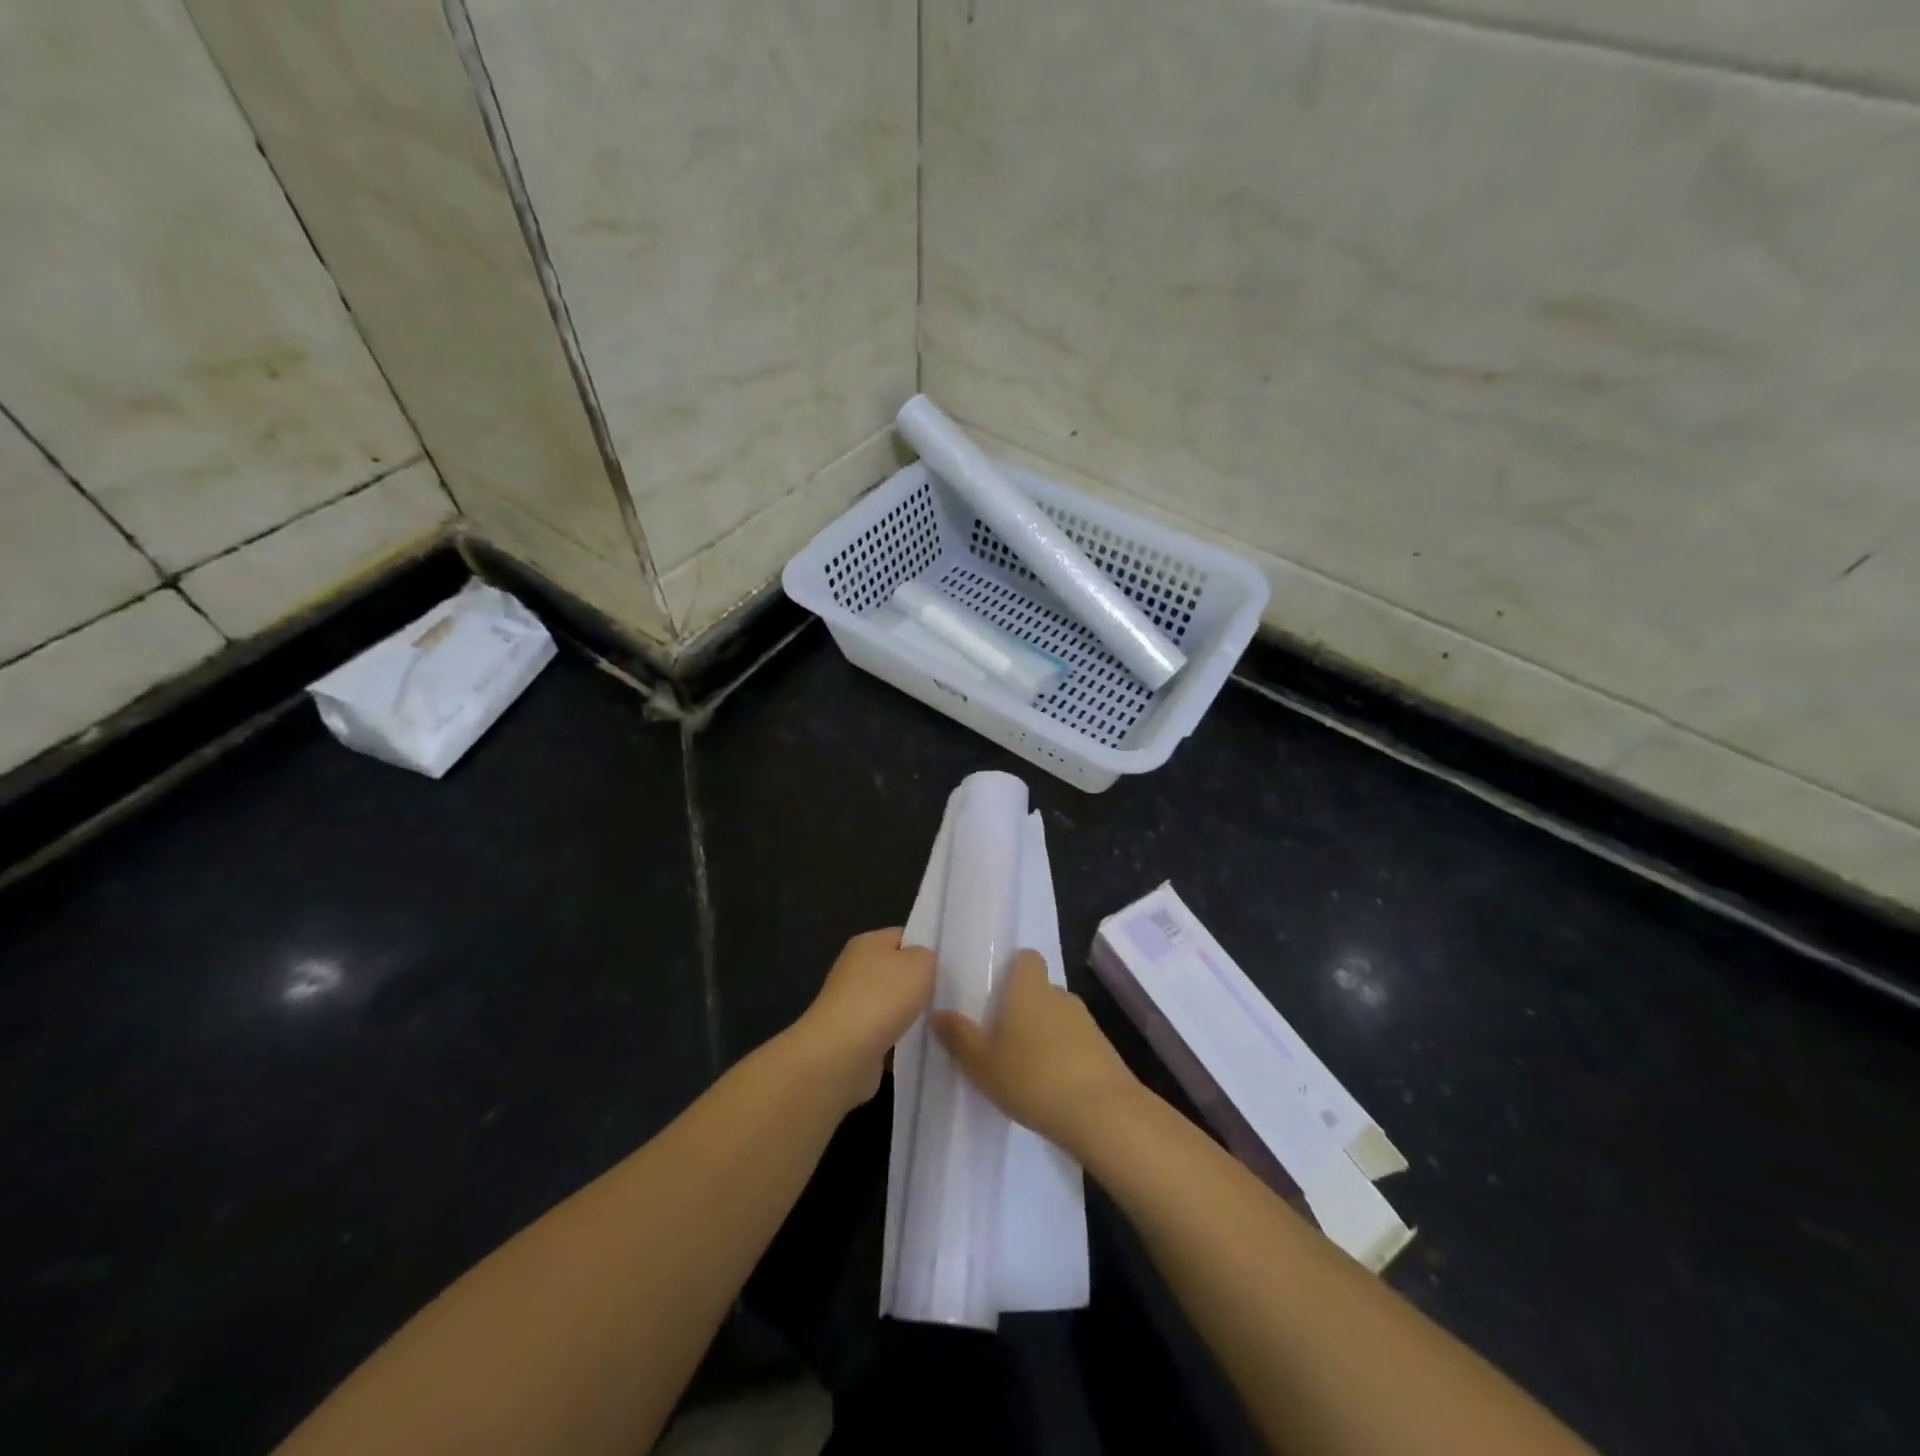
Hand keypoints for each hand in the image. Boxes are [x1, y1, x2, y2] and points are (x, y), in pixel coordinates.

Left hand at [796, 929, 935, 1110]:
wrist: (841, 1054)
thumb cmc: (882, 997)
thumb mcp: (920, 963)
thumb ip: (928, 957)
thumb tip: (922, 965)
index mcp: (868, 943)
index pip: (903, 937)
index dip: (926, 948)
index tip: (950, 968)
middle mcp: (856, 970)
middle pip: (898, 972)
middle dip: (921, 986)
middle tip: (950, 997)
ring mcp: (851, 1005)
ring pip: (893, 1006)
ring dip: (912, 1017)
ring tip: (941, 1025)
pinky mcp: (852, 1039)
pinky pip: (886, 1036)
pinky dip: (900, 1043)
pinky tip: (921, 1048)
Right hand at [932, 949, 1142, 1155]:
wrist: (1103, 1114)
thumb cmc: (1033, 1078)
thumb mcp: (982, 1063)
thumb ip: (958, 1036)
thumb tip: (937, 1012)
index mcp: (1029, 989)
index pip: (1027, 958)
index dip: (1014, 967)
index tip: (996, 989)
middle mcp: (1060, 996)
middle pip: (1040, 989)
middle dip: (1024, 1007)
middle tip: (1001, 1036)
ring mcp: (1086, 1022)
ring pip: (1058, 1017)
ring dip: (1044, 1034)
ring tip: (1024, 1066)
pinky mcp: (1104, 1050)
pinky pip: (1076, 1043)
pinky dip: (1063, 1056)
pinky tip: (1050, 1086)